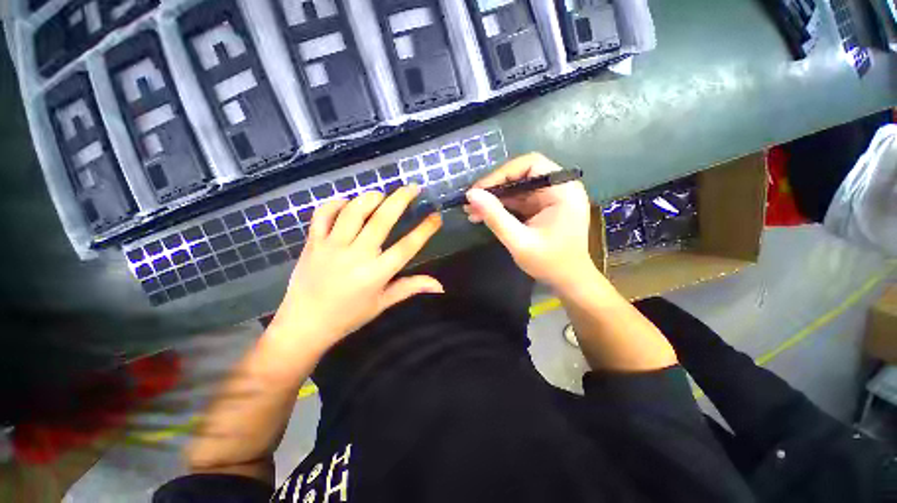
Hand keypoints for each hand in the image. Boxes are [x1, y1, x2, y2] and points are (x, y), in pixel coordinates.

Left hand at [269, 186, 442, 356]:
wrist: (304, 325)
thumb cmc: (348, 316)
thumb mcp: (383, 303)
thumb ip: (411, 288)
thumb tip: (440, 285)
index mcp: (376, 274)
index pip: (407, 246)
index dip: (425, 229)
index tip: (436, 216)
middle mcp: (356, 255)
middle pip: (382, 220)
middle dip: (401, 199)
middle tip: (413, 187)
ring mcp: (332, 246)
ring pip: (353, 211)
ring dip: (371, 197)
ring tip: (383, 195)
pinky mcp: (313, 242)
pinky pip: (323, 214)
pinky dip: (336, 203)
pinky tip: (348, 203)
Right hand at [465, 153, 594, 289]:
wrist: (569, 282)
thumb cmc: (550, 263)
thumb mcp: (519, 241)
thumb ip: (495, 217)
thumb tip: (471, 195)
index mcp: (563, 190)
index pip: (531, 164)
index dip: (502, 174)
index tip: (479, 190)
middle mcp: (560, 188)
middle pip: (522, 175)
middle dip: (494, 189)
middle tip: (471, 202)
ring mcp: (551, 198)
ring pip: (517, 189)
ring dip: (494, 199)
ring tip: (472, 211)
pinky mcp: (543, 208)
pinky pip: (519, 200)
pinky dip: (501, 207)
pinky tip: (483, 215)